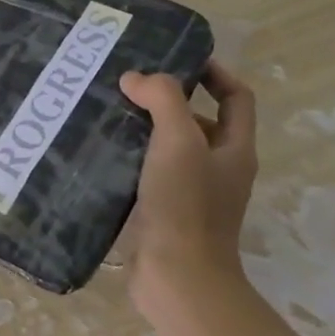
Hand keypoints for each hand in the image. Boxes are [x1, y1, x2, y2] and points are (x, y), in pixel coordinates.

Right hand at [119, 61, 258, 321]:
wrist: (177, 279)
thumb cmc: (186, 205)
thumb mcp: (179, 141)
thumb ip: (162, 99)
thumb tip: (136, 78)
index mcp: (234, 149)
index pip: (236, 96)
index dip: (213, 72)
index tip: (177, 56)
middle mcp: (218, 168)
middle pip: (198, 120)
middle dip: (166, 99)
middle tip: (127, 83)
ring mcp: (191, 192)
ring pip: (168, 146)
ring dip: (142, 126)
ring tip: (105, 109)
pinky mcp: (163, 210)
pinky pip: (147, 171)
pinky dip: (127, 156)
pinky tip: (98, 148)